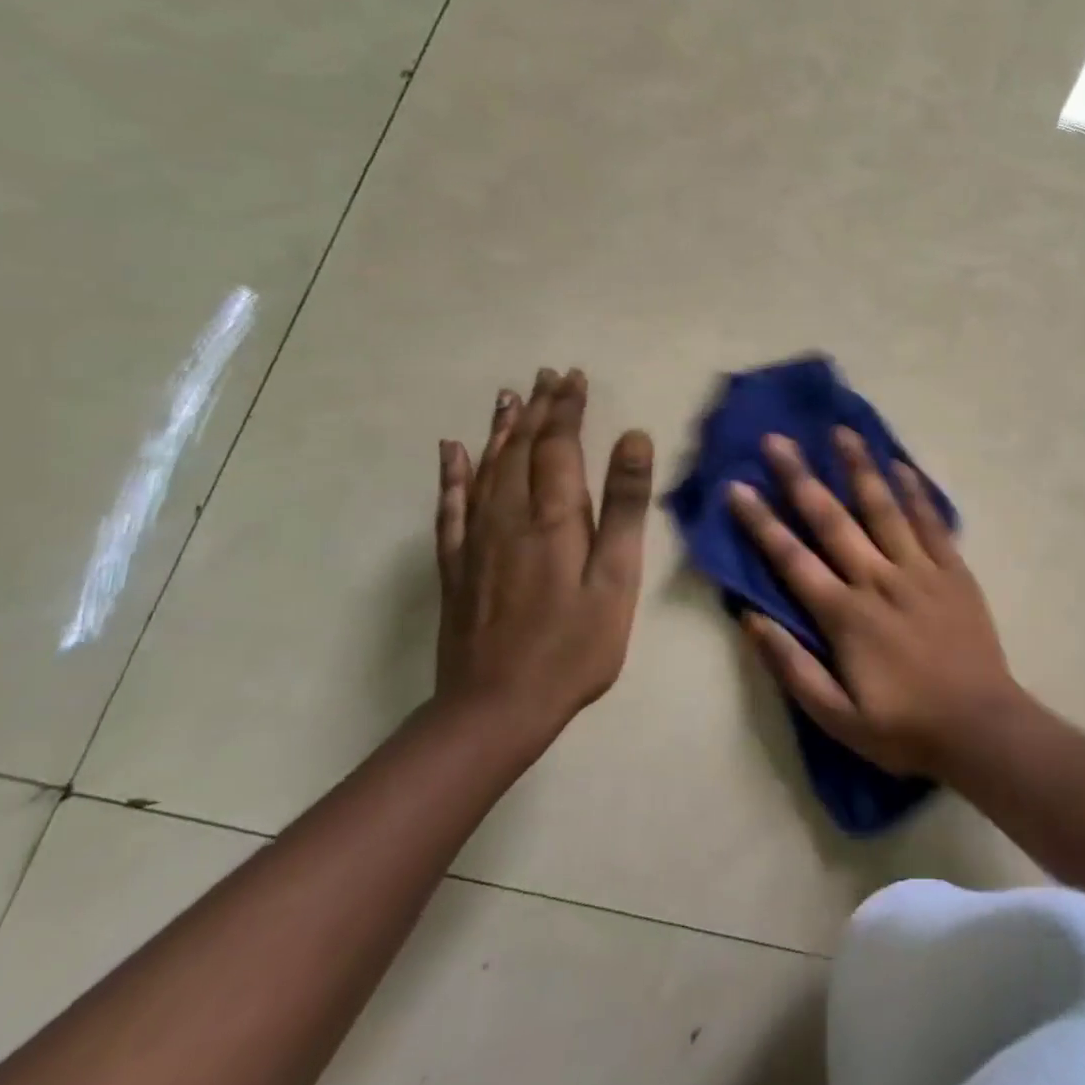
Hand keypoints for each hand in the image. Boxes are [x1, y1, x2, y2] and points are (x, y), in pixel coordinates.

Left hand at [433, 368, 653, 757]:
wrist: (496, 709)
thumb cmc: (575, 645)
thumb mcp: (617, 577)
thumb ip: (624, 506)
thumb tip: (633, 438)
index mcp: (553, 516)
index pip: (558, 444)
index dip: (567, 408)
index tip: (575, 377)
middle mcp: (509, 515)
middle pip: (522, 448)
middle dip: (538, 408)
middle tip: (548, 375)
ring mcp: (477, 540)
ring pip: (487, 468)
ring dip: (501, 429)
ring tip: (510, 396)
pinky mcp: (457, 565)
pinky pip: (450, 507)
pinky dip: (452, 474)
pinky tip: (451, 451)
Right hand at [727, 428, 1022, 777]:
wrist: (980, 728)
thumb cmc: (903, 728)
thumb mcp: (835, 717)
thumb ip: (791, 666)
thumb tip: (751, 618)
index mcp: (845, 613)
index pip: (792, 558)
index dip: (761, 522)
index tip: (738, 486)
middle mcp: (878, 578)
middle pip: (832, 519)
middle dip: (801, 477)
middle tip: (777, 440)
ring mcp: (919, 568)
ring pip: (884, 507)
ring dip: (859, 467)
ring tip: (841, 431)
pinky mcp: (953, 569)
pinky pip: (931, 521)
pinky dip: (916, 491)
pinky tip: (902, 465)